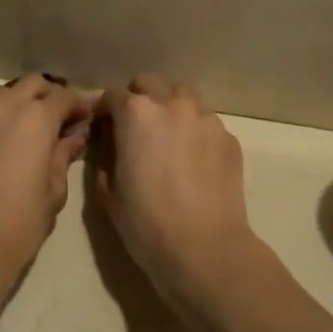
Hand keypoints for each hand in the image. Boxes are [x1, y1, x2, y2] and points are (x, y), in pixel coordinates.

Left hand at [0, 75, 93, 310]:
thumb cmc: (17, 226)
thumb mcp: (53, 193)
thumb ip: (62, 157)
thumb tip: (72, 138)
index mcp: (33, 119)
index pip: (63, 96)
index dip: (78, 105)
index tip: (86, 118)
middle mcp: (1, 109)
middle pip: (30, 85)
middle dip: (48, 96)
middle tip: (60, 120)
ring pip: (0, 97)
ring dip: (19, 105)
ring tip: (29, 131)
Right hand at [90, 74, 263, 308]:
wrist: (205, 248)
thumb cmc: (147, 223)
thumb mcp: (109, 192)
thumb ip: (105, 158)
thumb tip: (109, 145)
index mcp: (136, 114)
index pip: (112, 95)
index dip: (104, 111)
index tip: (103, 128)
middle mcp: (172, 105)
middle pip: (150, 83)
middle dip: (139, 98)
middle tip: (135, 129)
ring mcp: (205, 119)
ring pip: (184, 96)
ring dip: (171, 108)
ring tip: (169, 139)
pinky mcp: (229, 138)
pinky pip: (206, 123)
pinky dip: (196, 132)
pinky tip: (194, 162)